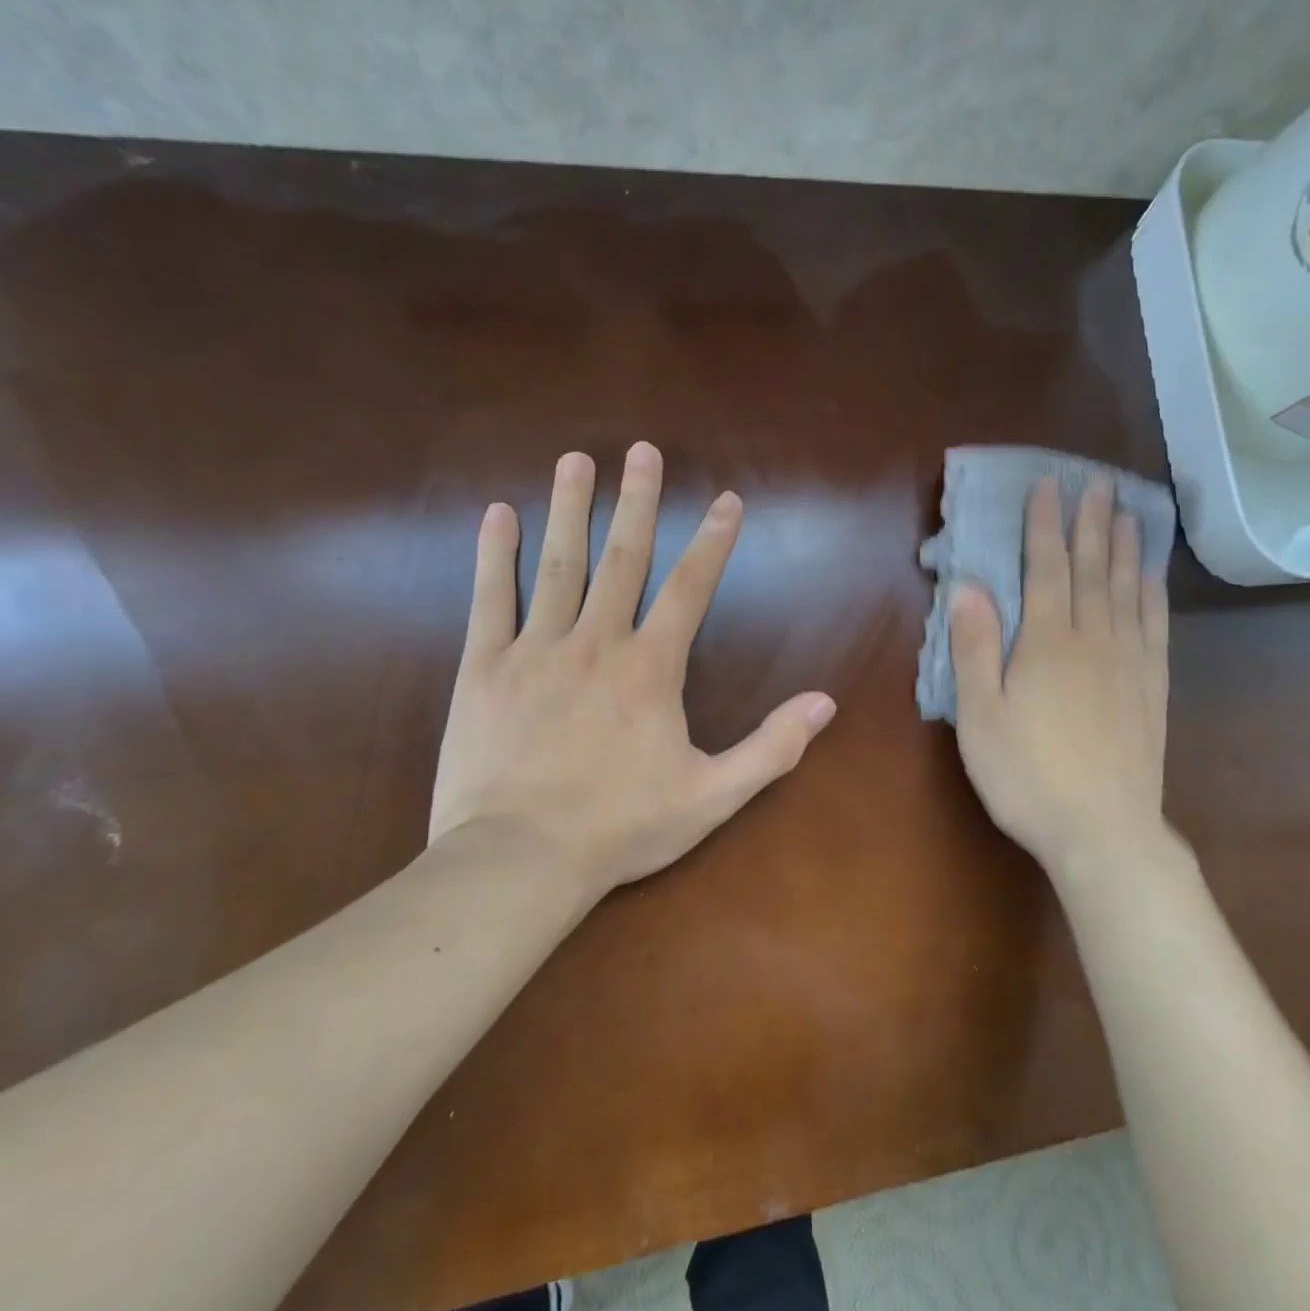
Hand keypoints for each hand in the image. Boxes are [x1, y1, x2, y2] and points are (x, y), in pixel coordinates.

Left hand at [428, 443, 837, 898]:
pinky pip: (489, 599)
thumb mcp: (712, 796)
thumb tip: (825, 704)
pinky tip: (498, 513)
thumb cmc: (621, 827)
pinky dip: (494, 555)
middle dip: (638, 502)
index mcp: (650, 669)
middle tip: (643, 450)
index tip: (727, 500)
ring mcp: (535, 650)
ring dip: (570, 508)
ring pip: (558, 565)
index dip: (713, 542)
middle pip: (623, 558)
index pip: (690, 589)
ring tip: (577, 460)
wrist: (518, 861)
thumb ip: (771, 747)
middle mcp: (596, 643)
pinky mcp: (484, 669)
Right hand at [948, 477, 1174, 883]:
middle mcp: (1093, 639)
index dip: (1045, 525)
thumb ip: (975, 647)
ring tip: (1129, 512)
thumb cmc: (1026, 775)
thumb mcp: (980, 715)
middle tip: (1096, 483)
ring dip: (1126, 547)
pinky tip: (1153, 578)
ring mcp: (1128, 662)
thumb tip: (968, 587)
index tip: (1048, 487)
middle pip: (1092, 568)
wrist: (1103, 831)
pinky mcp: (1151, 688)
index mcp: (1047, 642)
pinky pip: (1155, 626)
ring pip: (1127, 590)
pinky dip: (1153, 593)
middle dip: (1091, 522)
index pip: (1046, 568)